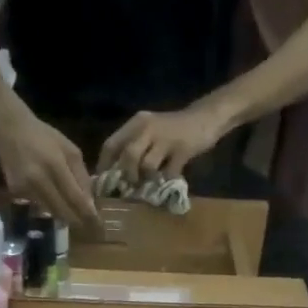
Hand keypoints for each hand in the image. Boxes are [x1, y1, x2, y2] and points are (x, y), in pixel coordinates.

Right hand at [0, 107, 98, 223]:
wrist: (9, 128)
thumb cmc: (44, 137)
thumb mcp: (70, 150)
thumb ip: (82, 176)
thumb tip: (90, 203)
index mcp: (55, 165)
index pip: (76, 199)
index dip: (88, 216)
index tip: (98, 226)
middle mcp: (39, 180)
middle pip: (63, 212)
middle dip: (78, 222)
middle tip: (90, 229)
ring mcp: (26, 188)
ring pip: (52, 212)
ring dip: (65, 216)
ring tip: (75, 217)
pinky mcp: (16, 192)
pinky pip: (39, 206)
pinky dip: (50, 206)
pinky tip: (52, 198)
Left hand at [96, 105, 227, 183]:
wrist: (205, 119)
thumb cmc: (172, 130)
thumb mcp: (149, 133)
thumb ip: (133, 147)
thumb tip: (115, 174)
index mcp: (136, 123)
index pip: (111, 144)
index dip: (104, 166)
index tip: (103, 184)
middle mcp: (148, 128)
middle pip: (128, 156)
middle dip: (126, 176)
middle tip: (129, 188)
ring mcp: (165, 139)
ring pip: (147, 166)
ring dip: (146, 180)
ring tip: (150, 185)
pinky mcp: (182, 150)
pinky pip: (168, 173)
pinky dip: (166, 181)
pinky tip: (168, 181)